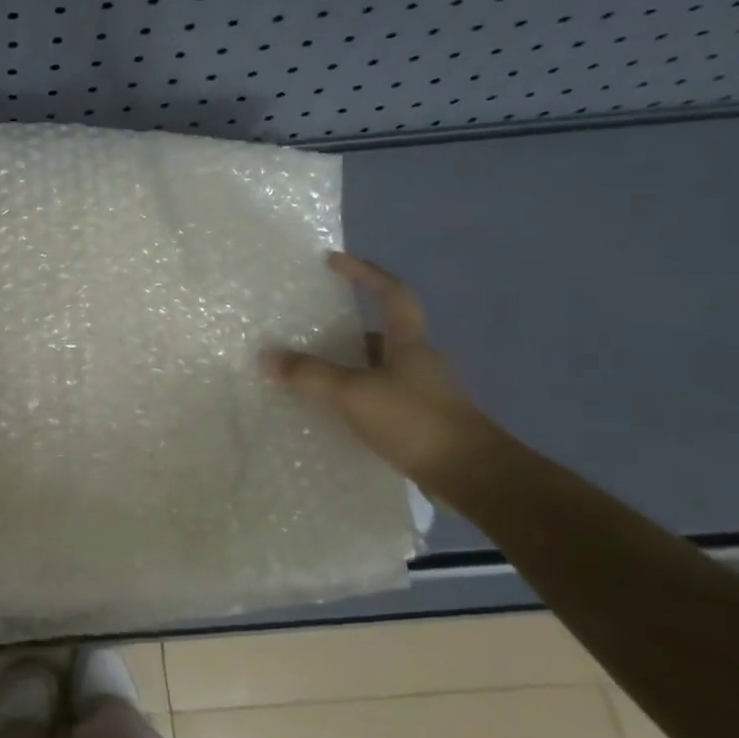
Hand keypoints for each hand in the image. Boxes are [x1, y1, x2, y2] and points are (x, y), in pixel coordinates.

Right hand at [265, 252, 504, 488]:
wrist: (472, 476)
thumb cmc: (414, 420)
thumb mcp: (353, 393)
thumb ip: (310, 374)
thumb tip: (266, 357)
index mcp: (409, 342)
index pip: (390, 293)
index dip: (364, 273)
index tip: (333, 261)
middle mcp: (419, 361)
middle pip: (382, 334)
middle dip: (346, 330)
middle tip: (308, 332)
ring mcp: (423, 394)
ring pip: (379, 370)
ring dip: (348, 368)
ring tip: (311, 376)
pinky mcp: (421, 424)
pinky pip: (380, 400)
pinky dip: (356, 400)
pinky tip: (333, 414)